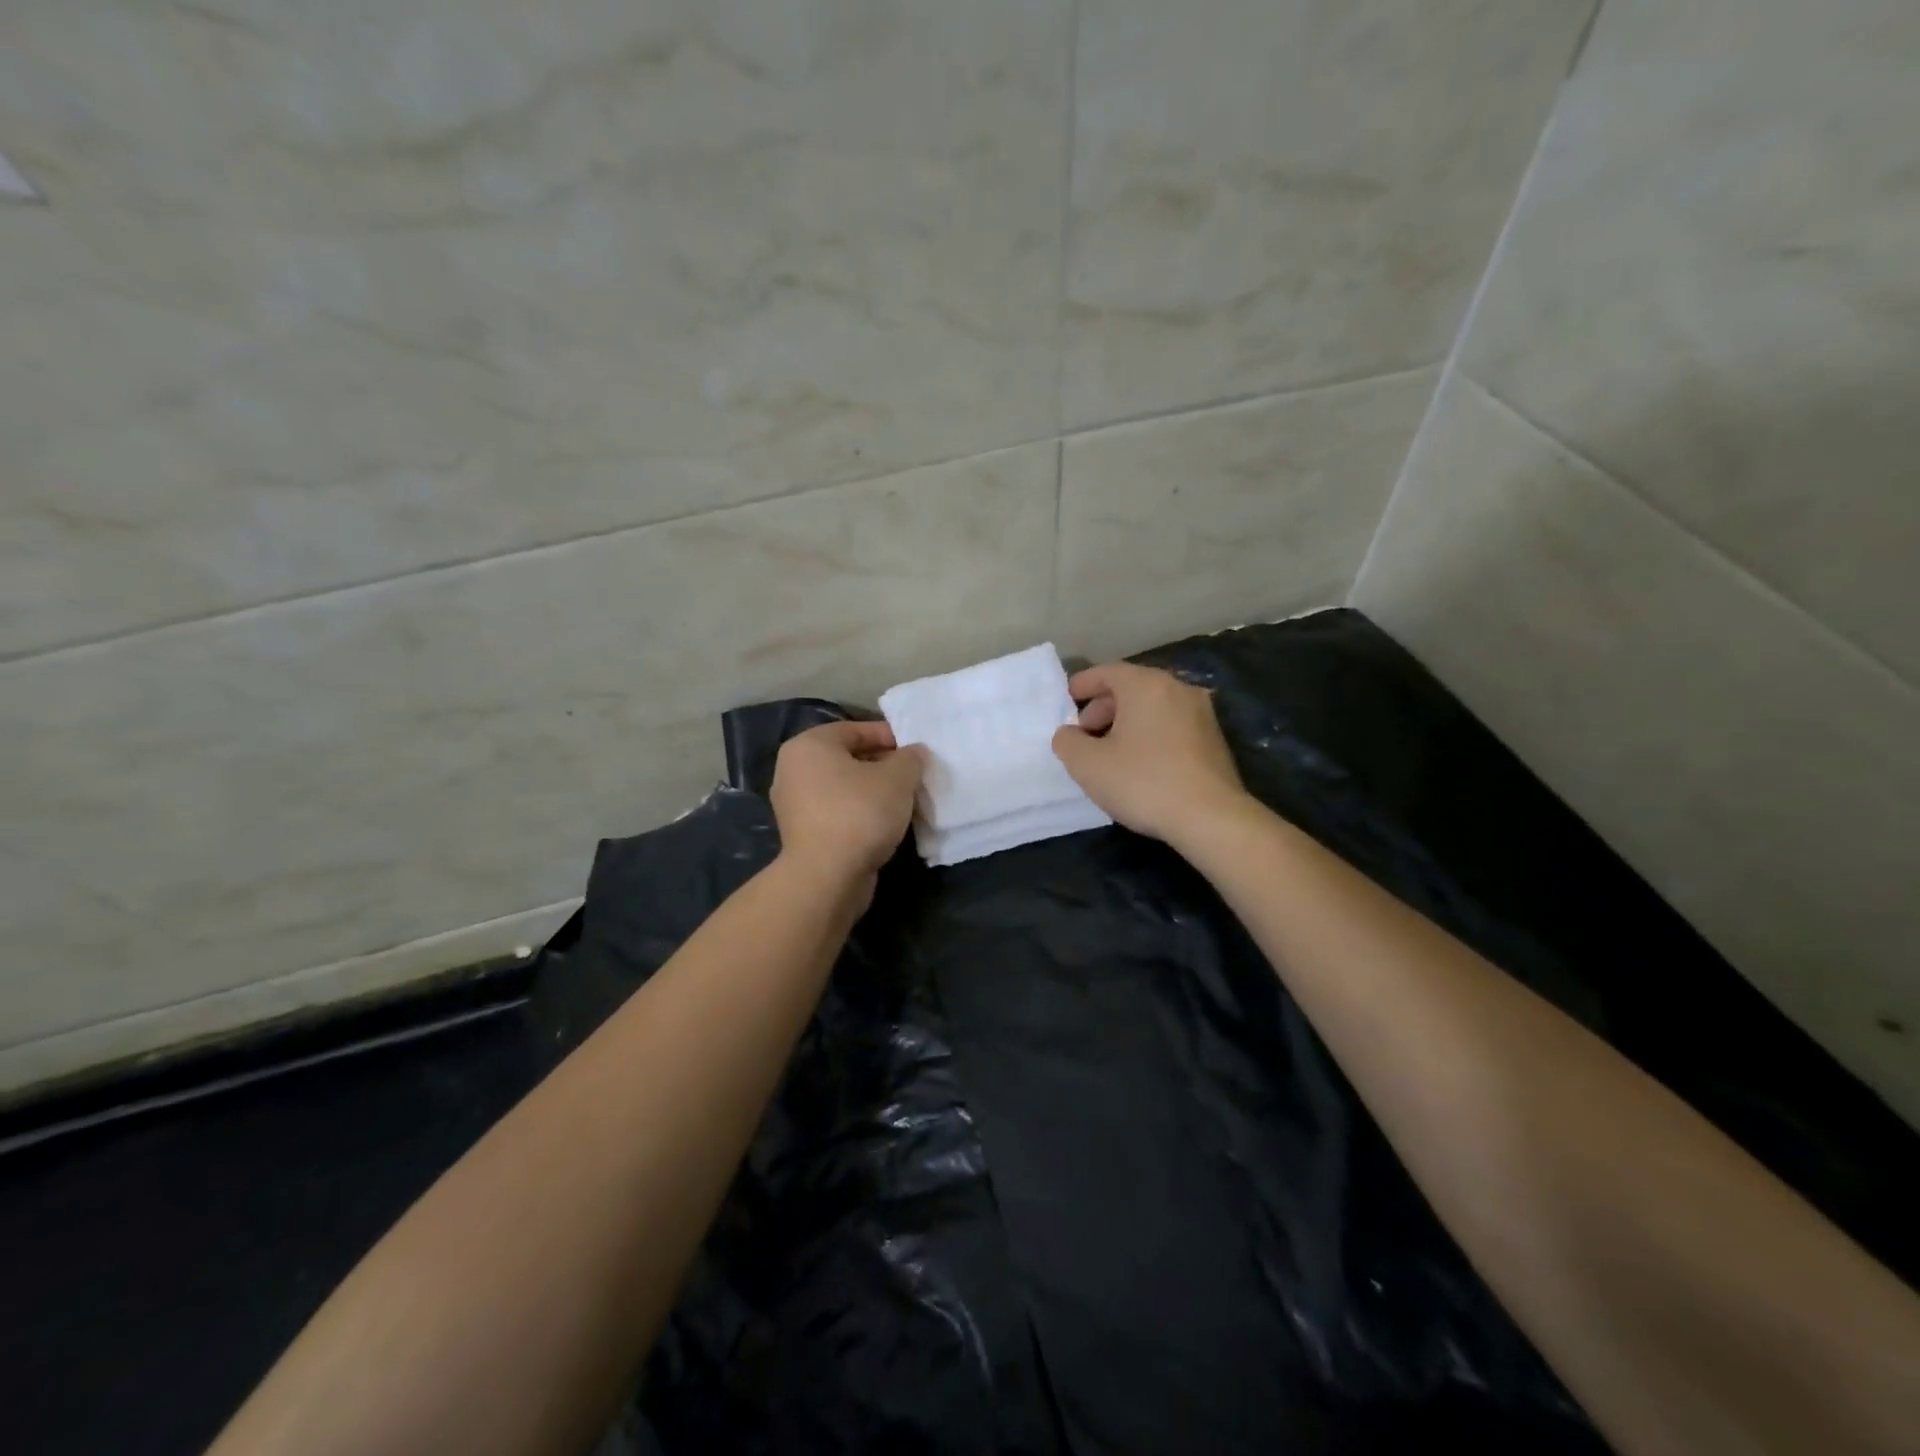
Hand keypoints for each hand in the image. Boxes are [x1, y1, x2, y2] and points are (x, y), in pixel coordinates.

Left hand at [770, 720, 927, 888]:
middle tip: (913, 775)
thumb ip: (910, 758)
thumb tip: (915, 752)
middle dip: (883, 765)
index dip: (889, 736)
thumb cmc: (860, 813)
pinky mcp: (803, 833)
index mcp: (809, 745)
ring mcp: (795, 804)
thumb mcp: (897, 778)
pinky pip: (838, 811)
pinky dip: (861, 812)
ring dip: (874, 791)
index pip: (855, 730)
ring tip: (905, 800)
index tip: (916, 750)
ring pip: (843, 787)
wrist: (827, 877)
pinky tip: (886, 823)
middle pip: (847, 758)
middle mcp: (794, 770)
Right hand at [1051, 662, 1249, 845]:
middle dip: (1103, 708)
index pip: (1107, 671)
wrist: (1210, 817)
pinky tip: (1140, 764)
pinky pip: (1171, 725)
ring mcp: (1201, 713)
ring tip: (1110, 753)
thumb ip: (1067, 742)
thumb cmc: (1143, 782)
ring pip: (1153, 707)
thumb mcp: (1088, 765)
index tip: (1066, 700)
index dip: (1082, 684)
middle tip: (1085, 736)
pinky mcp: (1214, 739)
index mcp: (1146, 685)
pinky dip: (1150, 734)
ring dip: (1126, 723)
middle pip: (1131, 688)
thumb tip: (1068, 734)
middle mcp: (1177, 688)